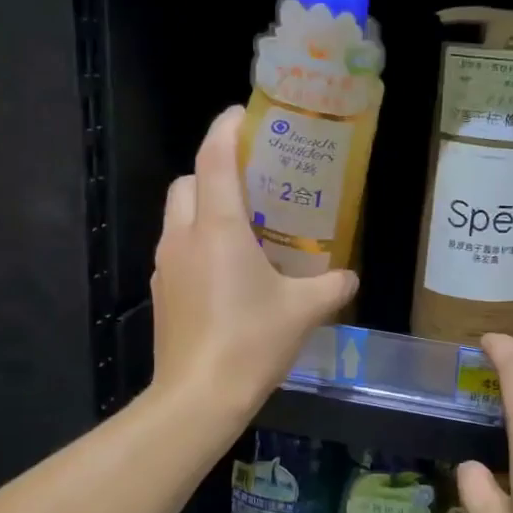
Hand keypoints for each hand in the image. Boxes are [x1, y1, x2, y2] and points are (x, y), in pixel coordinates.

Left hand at [151, 107, 357, 425]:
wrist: (198, 397)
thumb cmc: (251, 342)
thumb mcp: (303, 312)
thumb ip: (332, 286)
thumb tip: (349, 276)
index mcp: (217, 227)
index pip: (214, 156)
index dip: (227, 128)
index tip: (246, 116)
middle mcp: (184, 236)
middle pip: (190, 180)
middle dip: (216, 170)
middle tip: (254, 184)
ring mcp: (167, 265)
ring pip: (179, 215)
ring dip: (205, 207)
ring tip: (245, 227)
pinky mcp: (163, 292)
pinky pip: (178, 249)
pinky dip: (199, 242)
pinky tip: (228, 271)